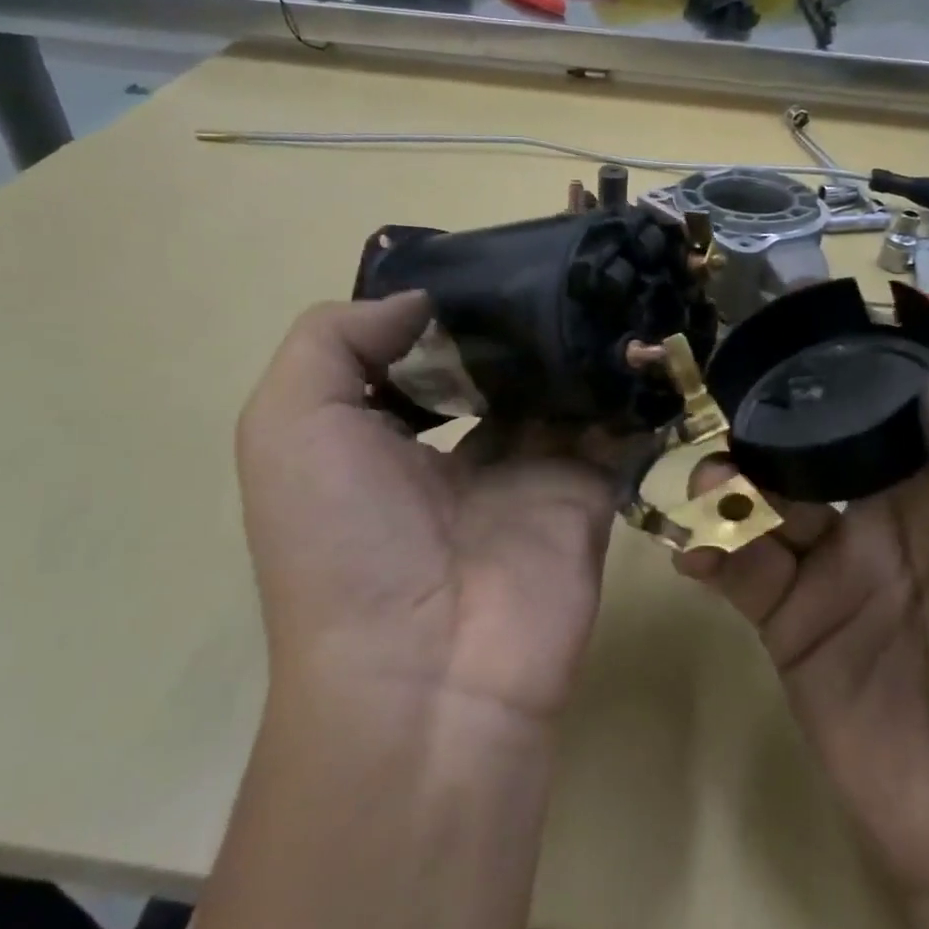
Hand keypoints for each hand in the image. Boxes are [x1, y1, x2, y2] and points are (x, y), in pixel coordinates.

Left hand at [237, 294, 621, 722]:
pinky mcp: (587, 491)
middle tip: (554, 258)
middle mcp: (455, 452)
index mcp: (381, 437)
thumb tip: (419, 302)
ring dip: (574, 345)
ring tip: (600, 279)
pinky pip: (612, 428)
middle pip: (494, 366)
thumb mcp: (290, 424)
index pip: (416, 354)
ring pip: (557, 389)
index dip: (440, 308)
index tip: (479, 260)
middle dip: (517, 319)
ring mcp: (528, 471)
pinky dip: (626, 387)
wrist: (428, 670)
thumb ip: (336, 340)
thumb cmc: (343, 539)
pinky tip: (637, 335)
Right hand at [679, 369, 928, 897]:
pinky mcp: (789, 620)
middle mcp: (882, 518)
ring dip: (731, 482)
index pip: (894, 415)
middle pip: (817, 449)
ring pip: (768, 500)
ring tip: (710, 485)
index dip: (853, 379)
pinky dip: (710, 549)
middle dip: (774, 427)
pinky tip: (693, 550)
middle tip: (731, 413)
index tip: (801, 346)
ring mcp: (830, 569)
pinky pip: (740, 569)